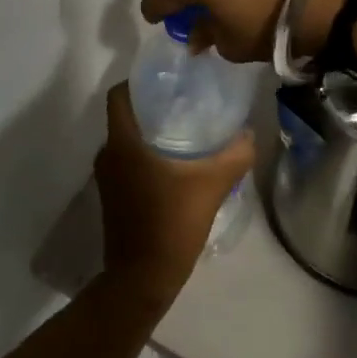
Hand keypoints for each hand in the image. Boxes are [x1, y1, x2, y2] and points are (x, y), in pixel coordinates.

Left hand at [93, 83, 254, 304]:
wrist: (142, 279)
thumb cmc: (170, 224)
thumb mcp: (211, 186)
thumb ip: (234, 155)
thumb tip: (249, 134)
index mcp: (123, 142)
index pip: (119, 94)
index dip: (139, 80)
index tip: (168, 78)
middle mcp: (108, 154)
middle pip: (126, 115)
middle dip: (153, 105)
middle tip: (187, 100)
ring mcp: (107, 178)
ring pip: (127, 140)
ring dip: (151, 132)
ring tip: (187, 128)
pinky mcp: (113, 196)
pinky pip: (127, 161)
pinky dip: (147, 154)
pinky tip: (177, 162)